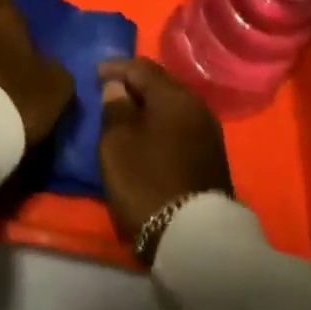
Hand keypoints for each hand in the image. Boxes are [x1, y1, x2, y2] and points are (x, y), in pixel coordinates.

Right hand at [97, 57, 232, 246]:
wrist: (197, 242)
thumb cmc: (147, 182)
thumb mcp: (116, 143)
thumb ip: (114, 107)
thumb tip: (118, 87)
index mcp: (173, 95)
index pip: (140, 67)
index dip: (116, 67)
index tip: (96, 74)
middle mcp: (196, 105)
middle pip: (161, 85)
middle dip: (136, 86)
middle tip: (113, 93)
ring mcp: (209, 133)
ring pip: (174, 107)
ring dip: (151, 108)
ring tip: (130, 117)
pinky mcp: (214, 159)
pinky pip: (182, 128)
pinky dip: (164, 126)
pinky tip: (152, 138)